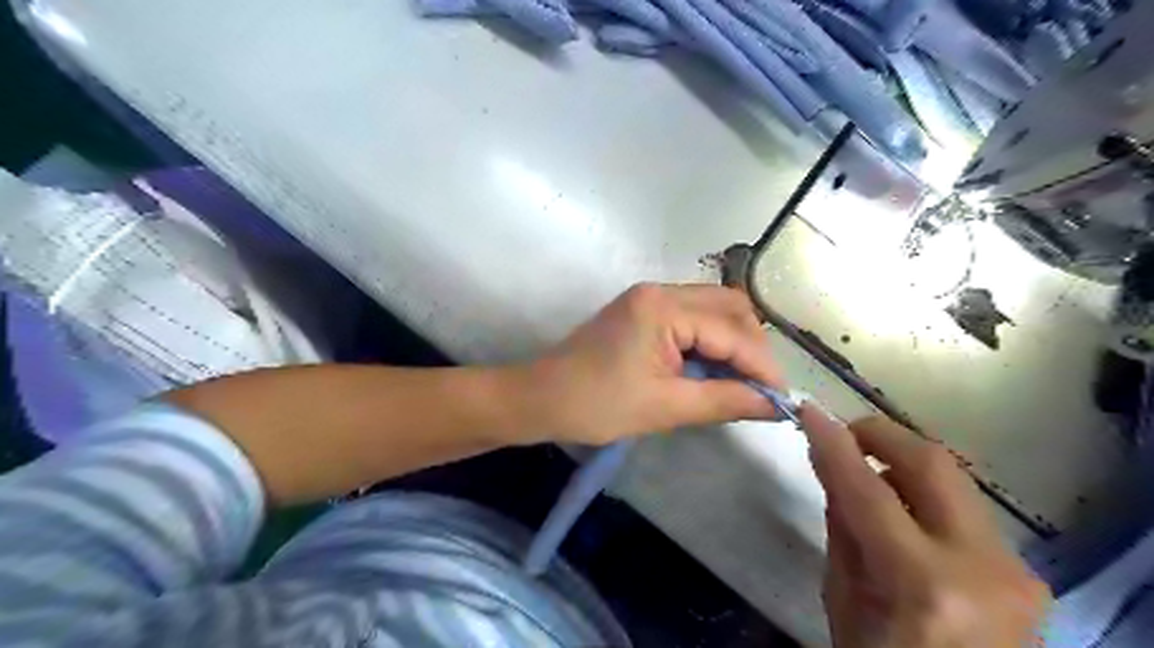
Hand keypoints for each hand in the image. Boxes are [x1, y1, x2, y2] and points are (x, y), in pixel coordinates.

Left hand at [527, 283, 784, 443]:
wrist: (542, 398)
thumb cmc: (597, 405)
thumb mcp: (665, 407)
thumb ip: (725, 401)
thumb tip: (774, 405)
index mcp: (663, 308)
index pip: (732, 331)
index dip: (763, 367)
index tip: (784, 400)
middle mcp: (660, 290)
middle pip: (729, 307)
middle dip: (753, 347)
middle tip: (761, 389)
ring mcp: (649, 298)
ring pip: (713, 309)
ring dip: (734, 342)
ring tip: (742, 382)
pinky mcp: (643, 310)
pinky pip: (693, 317)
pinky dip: (711, 341)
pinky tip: (715, 370)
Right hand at [804, 411, 1051, 647]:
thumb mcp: (842, 598)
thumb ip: (840, 525)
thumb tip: (831, 463)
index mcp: (923, 586)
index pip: (867, 489)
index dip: (834, 443)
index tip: (810, 411)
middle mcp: (981, 567)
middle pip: (932, 462)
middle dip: (881, 435)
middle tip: (844, 436)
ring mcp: (1014, 568)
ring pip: (952, 480)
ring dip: (902, 463)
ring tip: (867, 475)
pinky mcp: (1025, 570)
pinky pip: (963, 508)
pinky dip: (924, 494)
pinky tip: (901, 510)